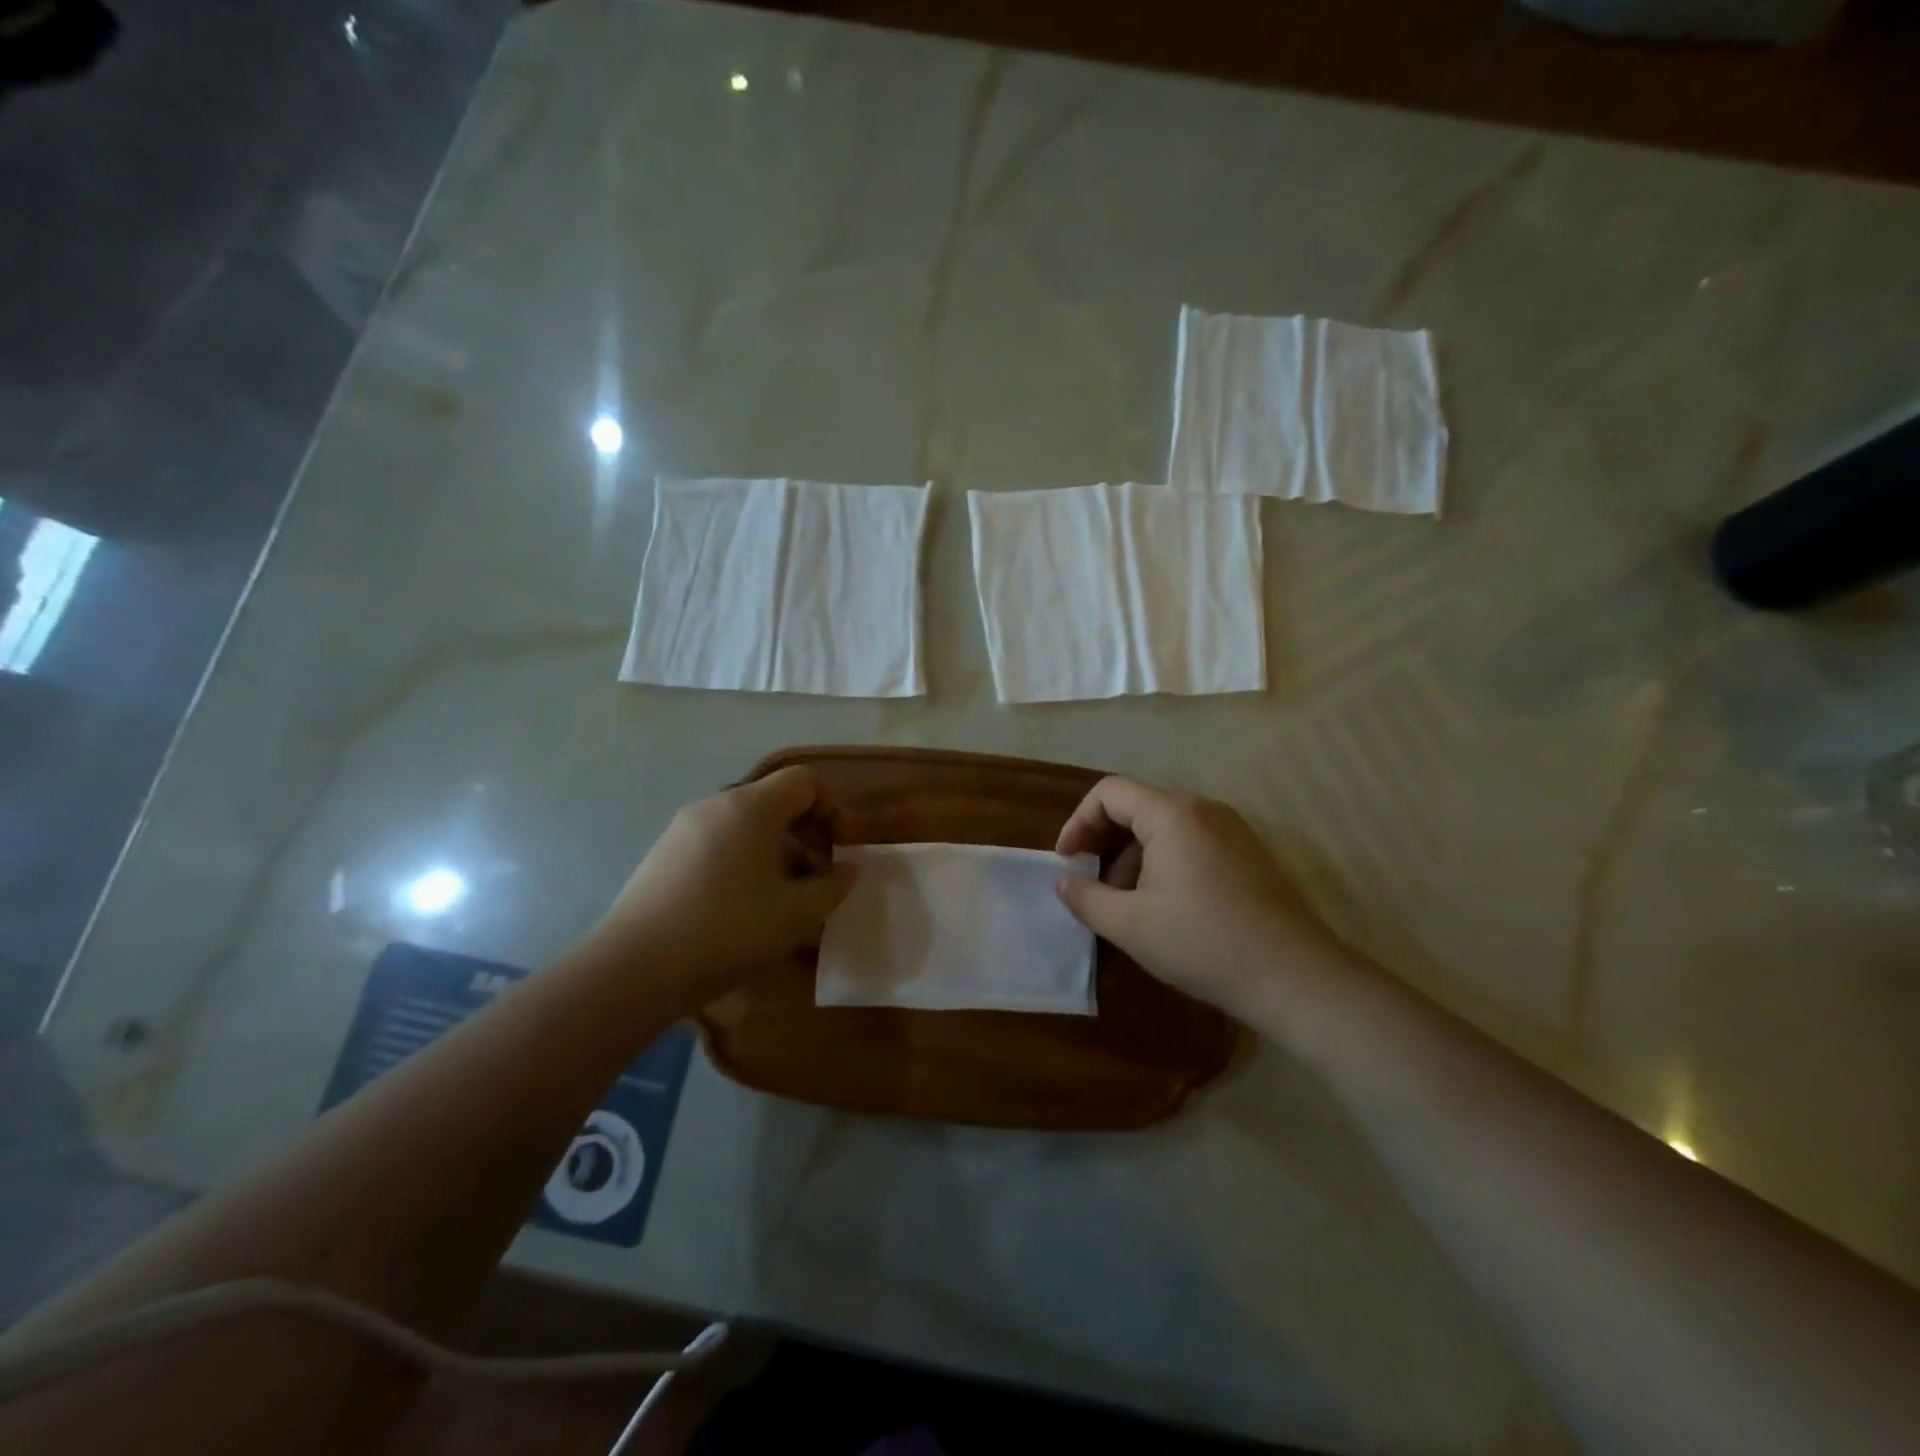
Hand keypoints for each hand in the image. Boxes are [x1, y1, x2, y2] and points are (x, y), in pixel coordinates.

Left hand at [591, 767, 857, 1005]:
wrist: (634, 969)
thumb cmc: (728, 931)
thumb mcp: (796, 914)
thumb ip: (832, 886)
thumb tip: (849, 869)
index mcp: (749, 806)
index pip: (804, 781)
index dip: (833, 810)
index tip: (841, 850)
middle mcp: (714, 805)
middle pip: (774, 801)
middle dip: (807, 834)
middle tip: (818, 877)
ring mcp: (683, 829)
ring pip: (745, 825)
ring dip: (777, 852)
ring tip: (784, 899)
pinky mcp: (663, 856)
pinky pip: (718, 844)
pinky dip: (744, 862)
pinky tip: (744, 909)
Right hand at [1055, 776, 1348, 1022]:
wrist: (1295, 976)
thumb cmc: (1203, 943)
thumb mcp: (1130, 925)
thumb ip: (1086, 897)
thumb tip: (1065, 881)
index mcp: (1172, 814)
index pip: (1109, 792)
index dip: (1078, 821)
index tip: (1067, 860)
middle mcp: (1204, 808)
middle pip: (1137, 806)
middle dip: (1104, 840)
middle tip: (1090, 881)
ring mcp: (1232, 829)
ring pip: (1164, 826)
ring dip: (1133, 855)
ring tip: (1125, 902)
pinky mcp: (1248, 853)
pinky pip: (1191, 841)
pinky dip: (1163, 861)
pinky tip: (1164, 905)